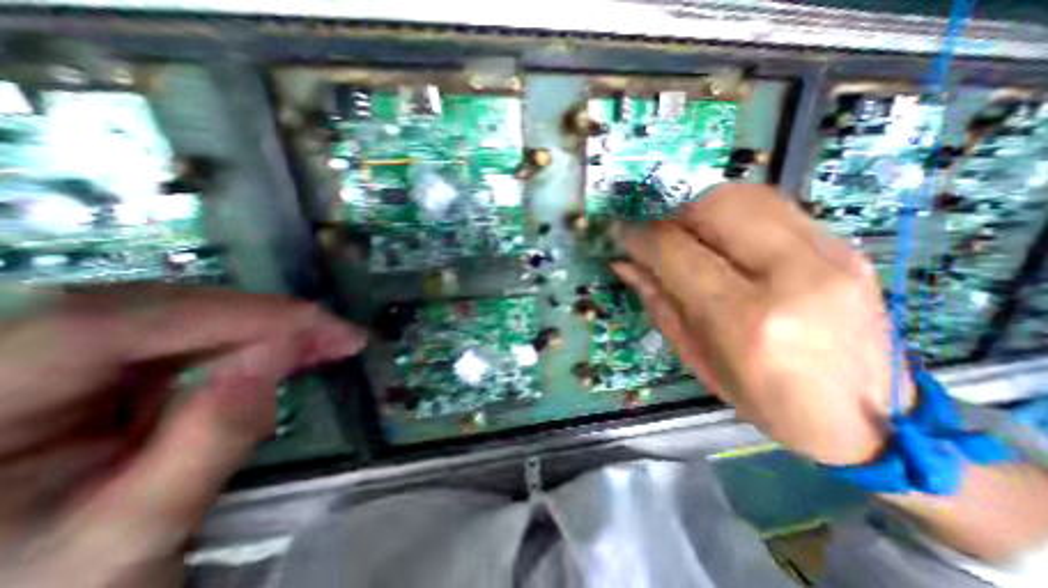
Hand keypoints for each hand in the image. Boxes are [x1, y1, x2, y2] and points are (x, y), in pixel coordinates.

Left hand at [1, 283, 365, 582]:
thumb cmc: (62, 585)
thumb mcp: (138, 530)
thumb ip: (211, 438)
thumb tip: (278, 354)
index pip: (98, 328)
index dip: (222, 314)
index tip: (312, 321)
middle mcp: (3, 367)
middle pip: (157, 311)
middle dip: (265, 318)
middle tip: (339, 334)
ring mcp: (60, 362)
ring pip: (189, 316)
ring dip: (272, 326)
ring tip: (332, 340)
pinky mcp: (115, 368)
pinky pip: (202, 336)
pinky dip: (260, 339)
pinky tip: (301, 347)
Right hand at [617, 185, 909, 465]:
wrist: (871, 420)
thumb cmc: (765, 399)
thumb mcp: (695, 356)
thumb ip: (657, 301)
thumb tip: (624, 263)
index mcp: (744, 319)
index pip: (675, 251)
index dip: (639, 236)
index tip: (621, 233)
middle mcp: (791, 276)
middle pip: (713, 207)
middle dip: (671, 215)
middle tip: (657, 237)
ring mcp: (829, 255)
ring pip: (745, 195)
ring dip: (701, 210)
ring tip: (688, 237)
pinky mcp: (845, 246)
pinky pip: (772, 206)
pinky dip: (733, 214)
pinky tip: (724, 240)